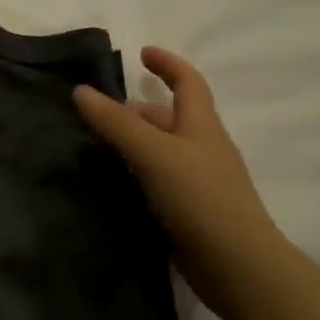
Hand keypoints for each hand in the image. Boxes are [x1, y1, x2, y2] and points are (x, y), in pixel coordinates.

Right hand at [74, 47, 281, 316]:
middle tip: (98, 115)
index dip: (167, 64)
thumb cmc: (199, 198)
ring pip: (161, 152)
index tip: (141, 54)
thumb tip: (81, 91)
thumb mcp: (153, 153)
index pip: (188, 82)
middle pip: (170, 118)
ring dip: (133, 145)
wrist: (237, 266)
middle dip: (136, 111)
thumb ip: (116, 123)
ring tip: (96, 149)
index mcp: (201, 125)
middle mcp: (202, 149)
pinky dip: (137, 175)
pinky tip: (114, 186)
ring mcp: (199, 183)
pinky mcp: (191, 212)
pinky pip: (159, 182)